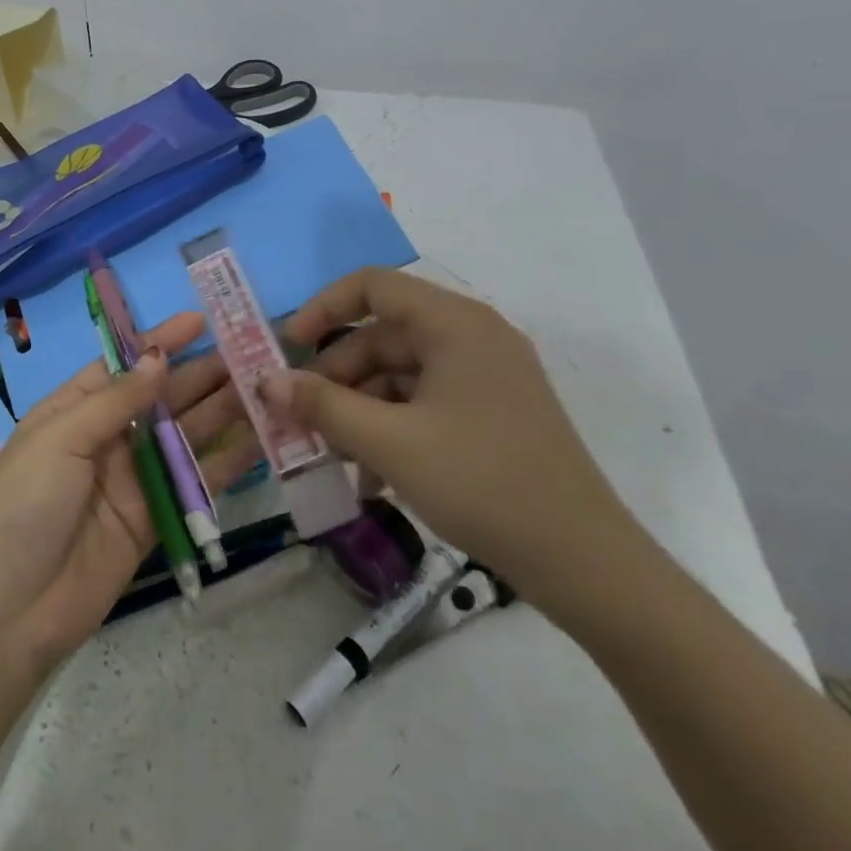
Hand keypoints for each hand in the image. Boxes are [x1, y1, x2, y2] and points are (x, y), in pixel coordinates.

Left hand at [0, 311, 261, 678]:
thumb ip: (114, 401)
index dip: (160, 341)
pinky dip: (225, 463)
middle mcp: (106, 438)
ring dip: (220, 411)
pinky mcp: (153, 519)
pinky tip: (260, 442)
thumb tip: (156, 357)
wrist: (9, 613)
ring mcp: (131, 479)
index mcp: (74, 410)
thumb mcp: (59, 439)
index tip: (202, 319)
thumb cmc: (22, 506)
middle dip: (201, 374)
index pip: (123, 364)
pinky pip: (193, 483)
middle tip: (251, 353)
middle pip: (161, 398)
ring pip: (184, 436)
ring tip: (264, 388)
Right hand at [262, 267, 637, 616]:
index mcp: (455, 324)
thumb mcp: (390, 444)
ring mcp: (484, 377)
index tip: (287, 348)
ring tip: (331, 458)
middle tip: (300, 418)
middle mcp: (471, 337)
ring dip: (359, 411)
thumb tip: (265, 381)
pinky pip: (423, 404)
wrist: (585, 564)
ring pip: (399, 376)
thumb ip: (322, 406)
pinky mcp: (490, 413)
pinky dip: (390, 430)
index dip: (322, 309)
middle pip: (382, 337)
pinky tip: (370, 479)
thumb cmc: (483, 483)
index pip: (373, 286)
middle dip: (336, 378)